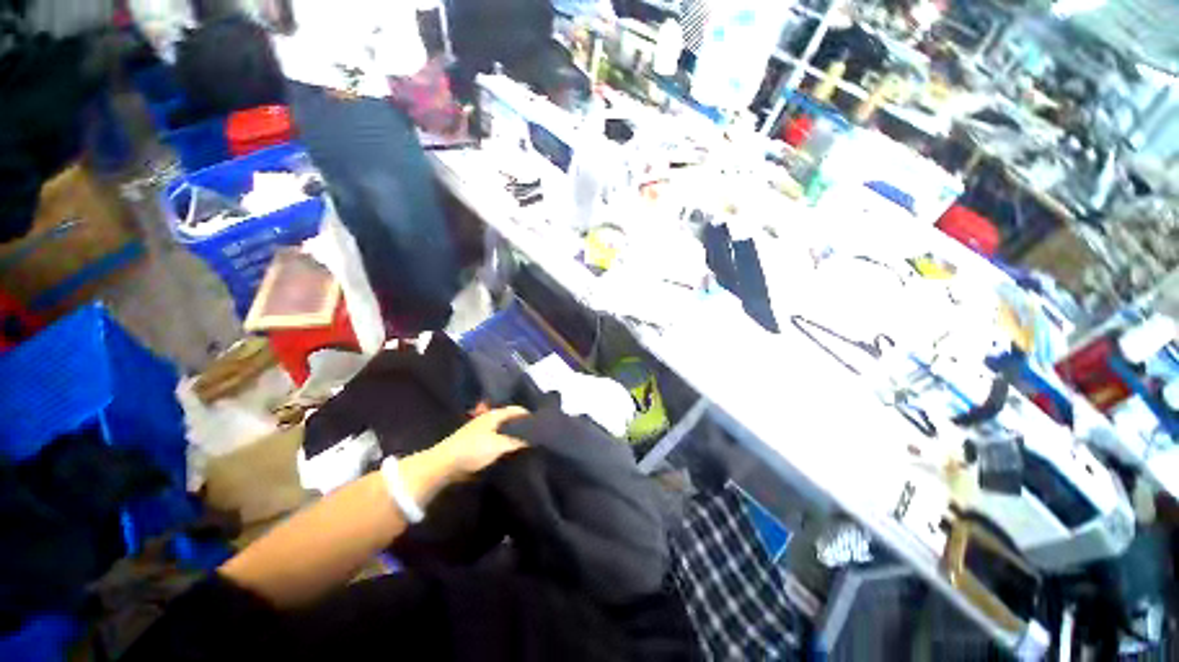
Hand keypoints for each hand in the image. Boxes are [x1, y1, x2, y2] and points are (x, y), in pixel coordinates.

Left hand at [436, 407, 528, 476]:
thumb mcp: (500, 445)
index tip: (541, 424)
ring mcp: (480, 432)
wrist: (444, 465)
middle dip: (522, 427)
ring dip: (512, 437)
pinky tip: (510, 454)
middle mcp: (488, 420)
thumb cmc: (474, 450)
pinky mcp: (475, 445)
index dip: (529, 415)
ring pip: (503, 432)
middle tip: (536, 436)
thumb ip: (518, 441)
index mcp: (494, 415)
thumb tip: (533, 439)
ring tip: (526, 446)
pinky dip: (504, 446)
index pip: (517, 410)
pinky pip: (496, 442)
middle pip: (510, 420)